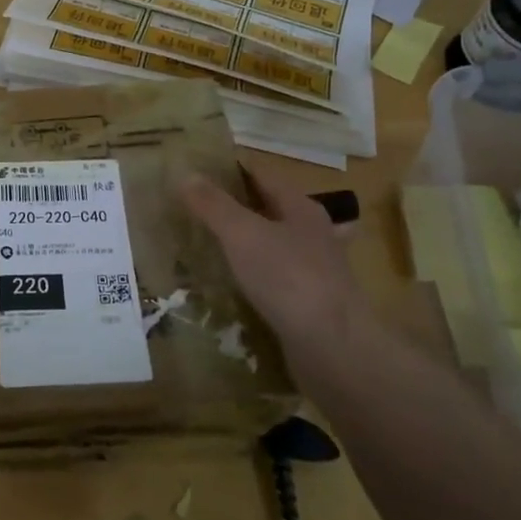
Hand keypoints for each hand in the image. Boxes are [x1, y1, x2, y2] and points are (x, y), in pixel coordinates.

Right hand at [180, 159, 365, 361]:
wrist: (334, 348)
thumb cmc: (288, 278)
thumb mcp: (242, 233)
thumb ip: (213, 204)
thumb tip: (186, 174)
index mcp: (301, 208)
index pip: (261, 176)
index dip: (230, 170)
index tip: (197, 172)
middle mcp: (313, 234)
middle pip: (268, 210)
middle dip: (235, 208)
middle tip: (194, 209)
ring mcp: (315, 271)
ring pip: (272, 246)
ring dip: (244, 245)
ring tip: (207, 246)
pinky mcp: (309, 304)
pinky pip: (273, 280)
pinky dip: (252, 277)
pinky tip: (231, 285)